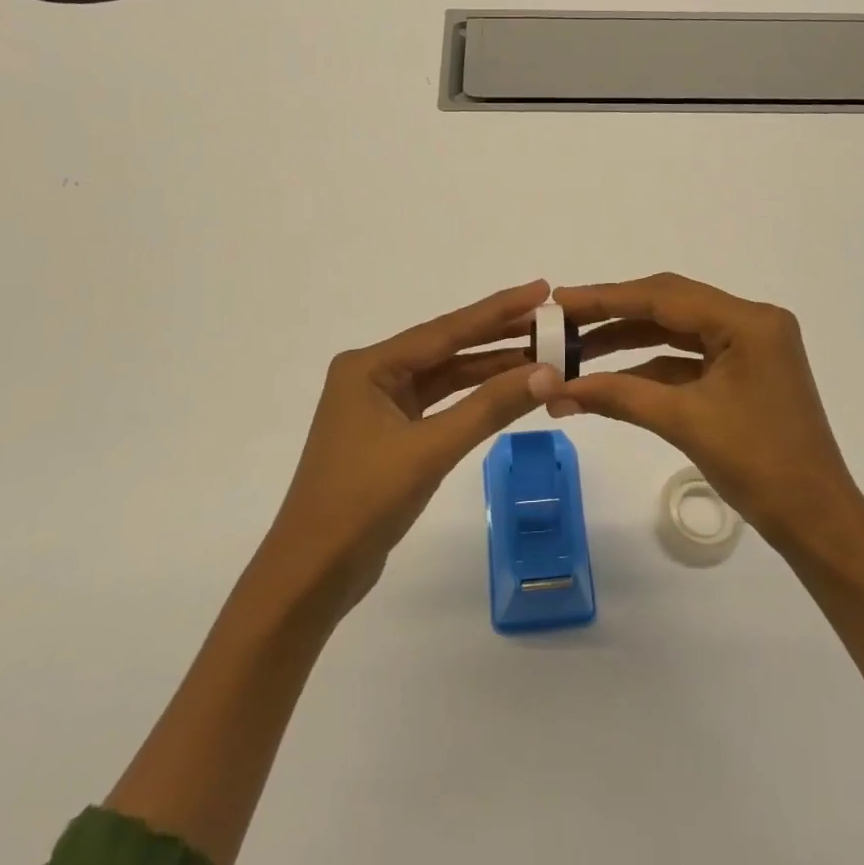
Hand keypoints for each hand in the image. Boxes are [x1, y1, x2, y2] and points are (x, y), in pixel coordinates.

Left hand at [256, 279, 552, 616]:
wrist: (313, 574)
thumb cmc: (363, 503)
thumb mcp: (430, 450)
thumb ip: (489, 408)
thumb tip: (548, 372)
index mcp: (369, 366)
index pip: (445, 330)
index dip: (497, 310)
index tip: (541, 290)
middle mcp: (372, 376)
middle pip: (447, 348)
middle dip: (498, 336)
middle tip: (550, 320)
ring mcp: (380, 406)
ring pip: (446, 378)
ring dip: (490, 369)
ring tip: (541, 353)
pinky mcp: (390, 435)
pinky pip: (440, 404)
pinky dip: (474, 399)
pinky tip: (506, 391)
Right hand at [545, 273, 860, 550]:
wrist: (816, 520)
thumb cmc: (759, 466)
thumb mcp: (683, 422)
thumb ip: (617, 395)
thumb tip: (553, 389)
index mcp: (747, 322)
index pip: (664, 296)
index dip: (607, 298)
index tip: (560, 299)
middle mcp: (751, 322)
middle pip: (669, 306)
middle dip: (613, 314)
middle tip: (562, 320)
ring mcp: (750, 346)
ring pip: (677, 331)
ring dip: (629, 339)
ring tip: (577, 349)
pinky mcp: (744, 372)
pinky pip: (688, 357)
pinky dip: (651, 365)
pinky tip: (613, 376)